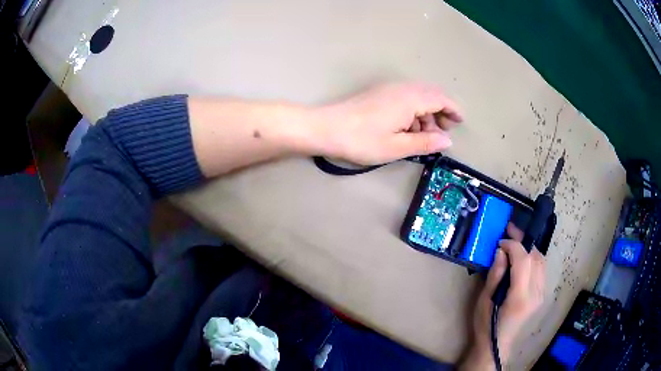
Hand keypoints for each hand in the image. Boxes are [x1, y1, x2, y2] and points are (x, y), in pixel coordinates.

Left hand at [312, 83, 462, 164]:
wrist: (326, 128)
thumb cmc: (362, 140)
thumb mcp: (397, 147)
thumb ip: (425, 142)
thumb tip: (447, 141)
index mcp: (410, 99)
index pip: (441, 98)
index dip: (453, 110)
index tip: (459, 123)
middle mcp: (402, 88)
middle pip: (431, 95)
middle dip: (441, 112)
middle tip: (442, 133)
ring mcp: (389, 89)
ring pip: (418, 97)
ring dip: (427, 114)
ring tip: (425, 137)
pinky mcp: (380, 94)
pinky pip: (405, 98)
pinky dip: (413, 112)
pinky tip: (407, 129)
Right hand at [461, 223, 545, 369]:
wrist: (497, 345)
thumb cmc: (487, 325)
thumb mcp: (484, 300)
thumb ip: (495, 275)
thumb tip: (501, 251)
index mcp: (520, 297)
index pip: (524, 261)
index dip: (513, 245)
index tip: (500, 241)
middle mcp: (536, 293)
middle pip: (536, 257)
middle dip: (523, 241)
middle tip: (509, 232)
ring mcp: (541, 294)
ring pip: (541, 261)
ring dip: (529, 249)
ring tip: (516, 243)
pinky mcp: (542, 294)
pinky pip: (541, 269)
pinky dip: (533, 259)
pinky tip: (522, 259)